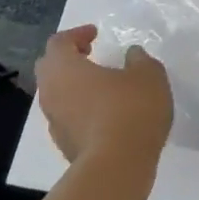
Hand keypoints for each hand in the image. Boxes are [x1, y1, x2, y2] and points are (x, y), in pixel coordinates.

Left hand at [35, 25, 172, 199]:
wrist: (118, 165)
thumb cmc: (131, 109)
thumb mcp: (148, 75)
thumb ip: (139, 59)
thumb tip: (132, 54)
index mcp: (65, 69)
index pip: (58, 42)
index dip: (76, 34)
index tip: (95, 33)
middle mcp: (51, 93)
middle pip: (50, 68)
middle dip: (68, 58)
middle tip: (90, 54)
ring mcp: (54, 122)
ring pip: (57, 95)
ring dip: (74, 85)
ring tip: (101, 84)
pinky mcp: (64, 145)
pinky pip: (67, 117)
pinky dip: (81, 108)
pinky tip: (106, 113)